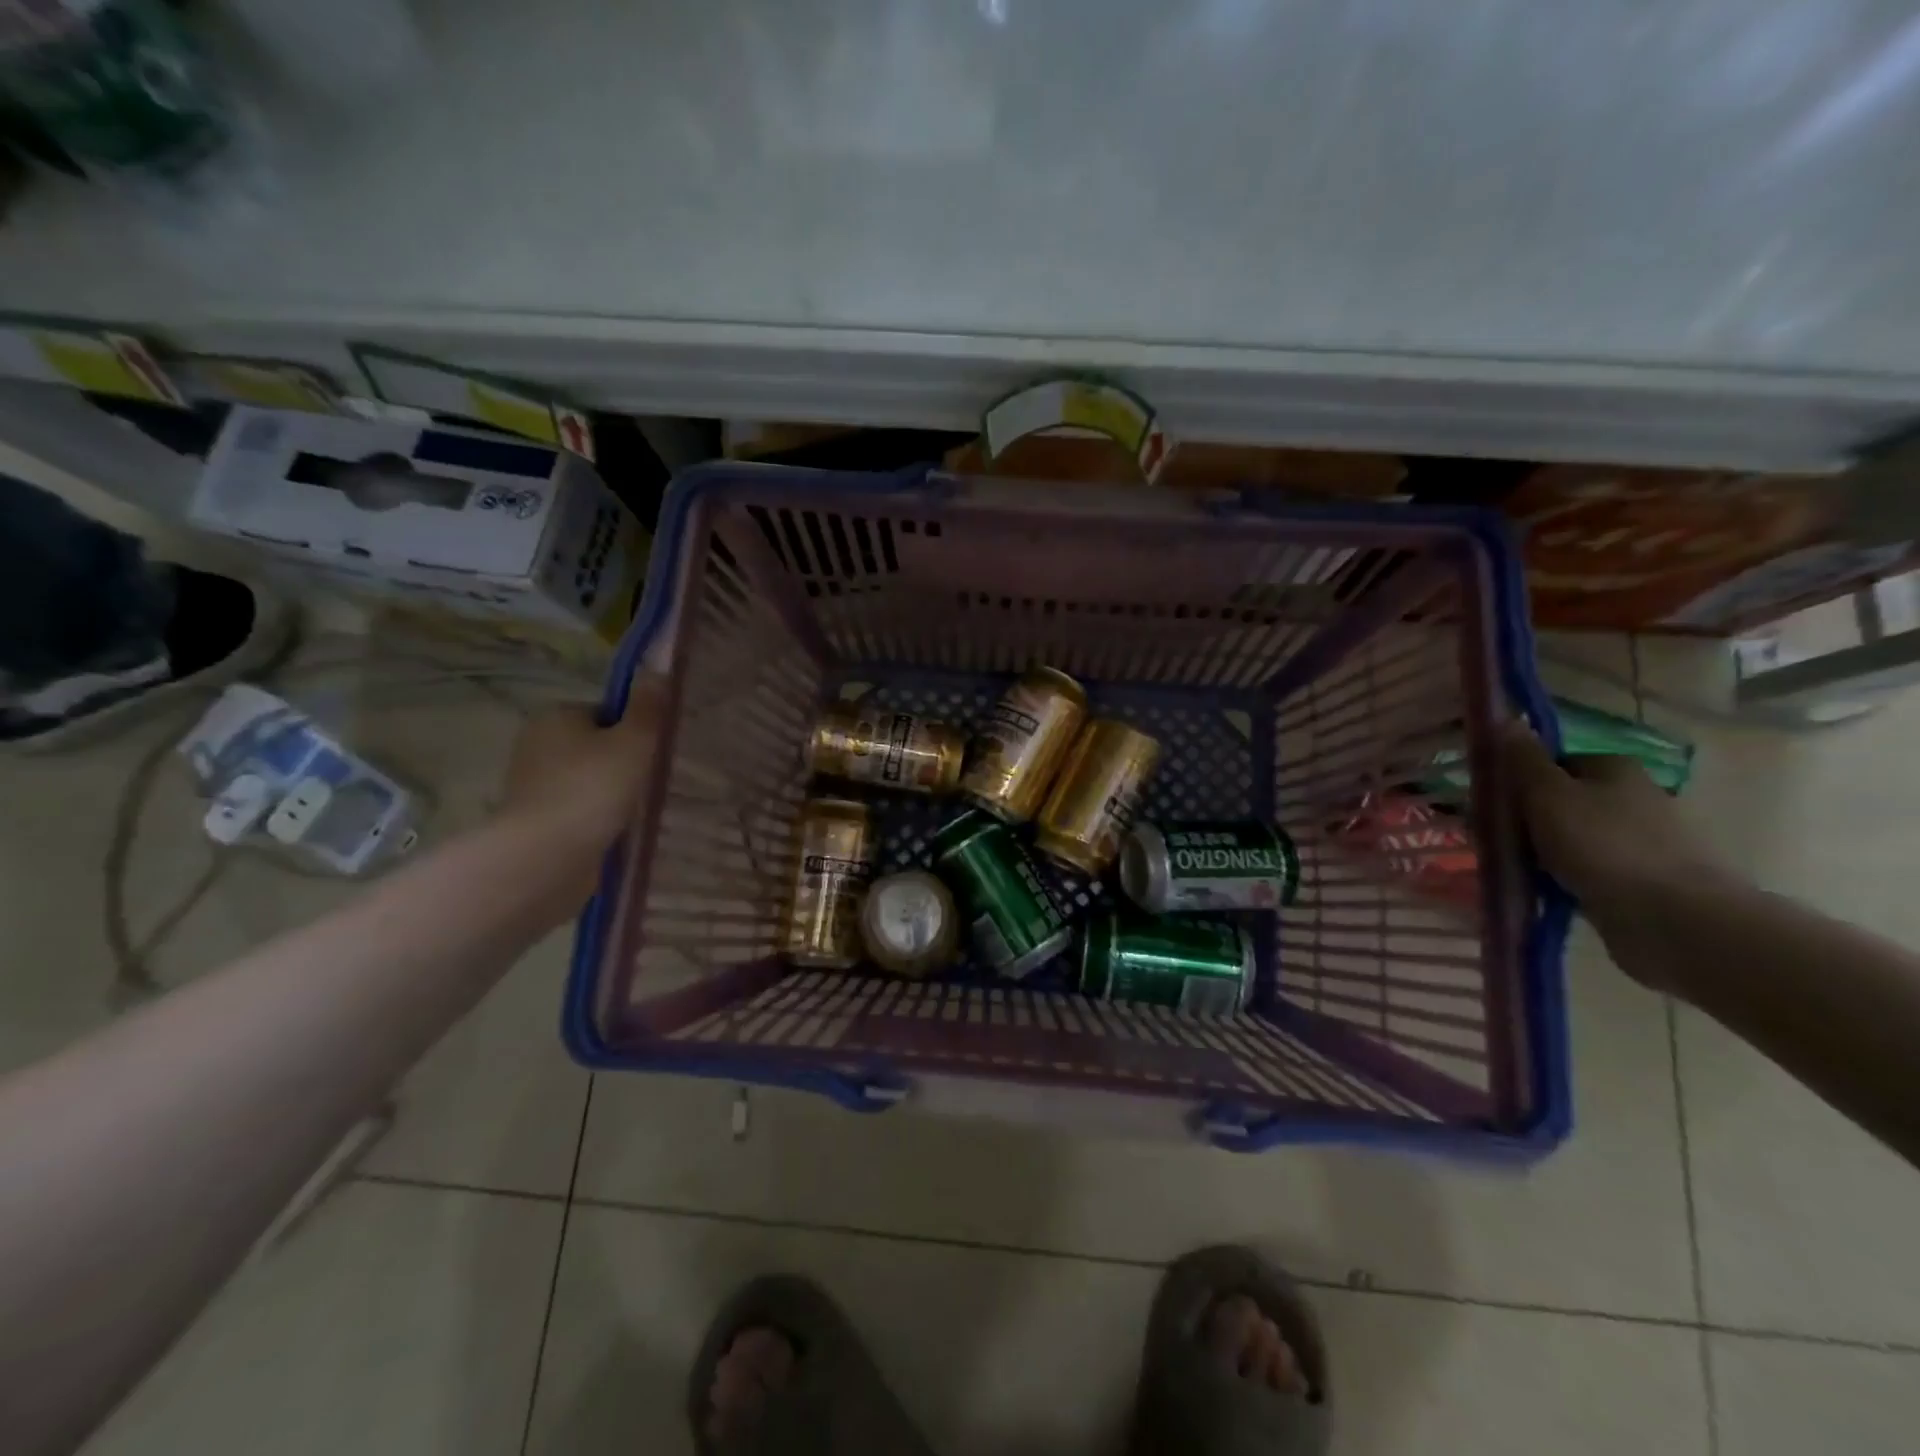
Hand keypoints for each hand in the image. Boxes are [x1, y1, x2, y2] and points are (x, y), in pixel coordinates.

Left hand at [497, 678, 664, 905]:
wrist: (545, 857)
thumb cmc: (592, 789)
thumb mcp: (633, 742)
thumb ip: (649, 708)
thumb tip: (658, 670)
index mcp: (556, 715)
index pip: (606, 713)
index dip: (634, 730)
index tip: (652, 753)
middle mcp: (537, 743)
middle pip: (597, 745)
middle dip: (624, 763)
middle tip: (651, 782)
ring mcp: (532, 783)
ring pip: (589, 778)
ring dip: (612, 792)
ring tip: (637, 809)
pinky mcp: (535, 819)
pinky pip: (579, 807)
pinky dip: (597, 816)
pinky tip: (616, 829)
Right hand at [1499, 720, 1728, 924]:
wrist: (1671, 918)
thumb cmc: (1601, 845)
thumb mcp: (1548, 794)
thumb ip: (1523, 759)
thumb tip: (1507, 719)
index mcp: (1614, 767)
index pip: (1551, 762)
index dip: (1518, 780)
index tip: (1492, 805)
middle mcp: (1633, 795)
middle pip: (1561, 799)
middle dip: (1528, 819)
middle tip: (1498, 841)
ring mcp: (1642, 838)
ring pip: (1572, 835)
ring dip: (1544, 850)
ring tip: (1518, 869)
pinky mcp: (1644, 876)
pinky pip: (1588, 867)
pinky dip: (1567, 875)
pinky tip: (1548, 889)